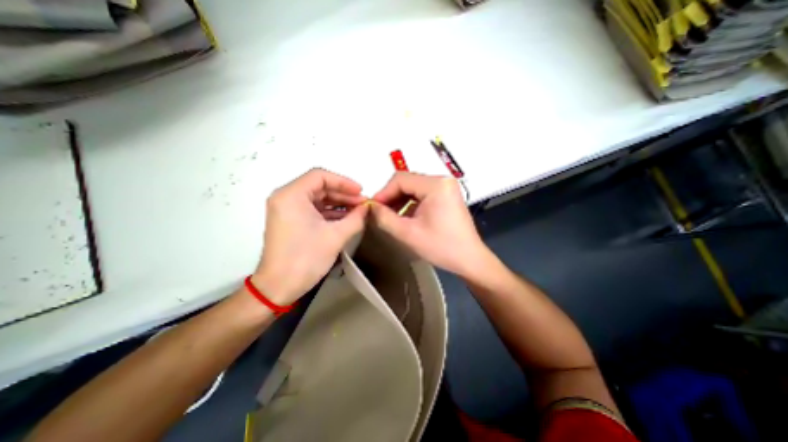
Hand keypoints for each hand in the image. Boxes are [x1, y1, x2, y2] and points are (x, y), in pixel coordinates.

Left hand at [255, 168, 373, 304]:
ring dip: (338, 204)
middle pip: (319, 187)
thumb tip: (367, 208)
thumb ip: (355, 218)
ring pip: (317, 198)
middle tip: (363, 203)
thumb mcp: (336, 237)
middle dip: (343, 194)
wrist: (278, 287)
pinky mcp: (291, 221)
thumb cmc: (305, 258)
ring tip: (358, 211)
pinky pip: (313, 210)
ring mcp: (287, 210)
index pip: (320, 176)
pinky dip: (330, 213)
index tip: (361, 192)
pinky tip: (346, 218)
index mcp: (292, 195)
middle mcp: (286, 198)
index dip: (343, 182)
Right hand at [369, 171, 489, 278]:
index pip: (401, 179)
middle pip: (408, 182)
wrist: (469, 259)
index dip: (383, 193)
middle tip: (379, 213)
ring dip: (400, 201)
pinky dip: (410, 204)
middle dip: (391, 197)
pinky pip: (422, 194)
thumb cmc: (441, 247)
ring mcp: (446, 187)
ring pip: (414, 188)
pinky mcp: (447, 195)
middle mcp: (442, 180)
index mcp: (436, 185)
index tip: (372, 208)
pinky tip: (404, 217)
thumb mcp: (408, 233)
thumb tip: (370, 206)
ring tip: (390, 216)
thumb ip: (384, 218)